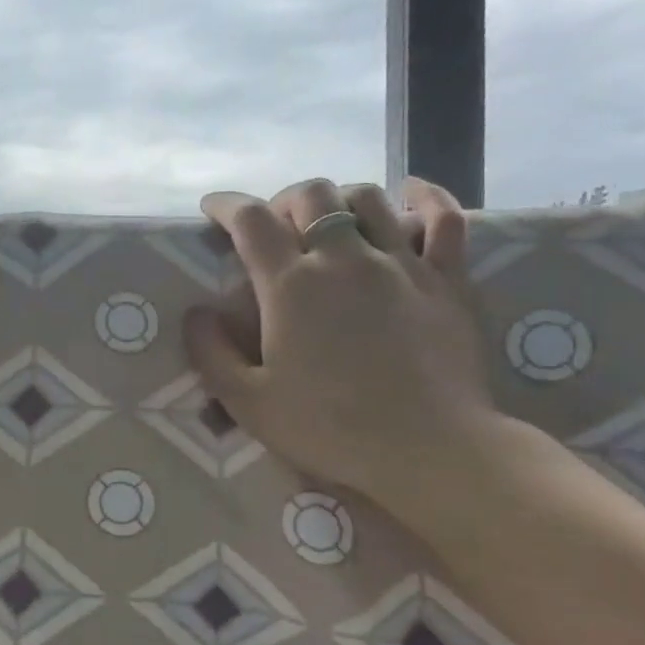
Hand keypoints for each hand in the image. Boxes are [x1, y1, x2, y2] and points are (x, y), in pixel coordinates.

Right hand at [184, 177, 498, 515]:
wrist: (428, 451)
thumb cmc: (329, 429)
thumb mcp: (248, 402)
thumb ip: (211, 353)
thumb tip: (197, 313)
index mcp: (291, 285)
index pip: (250, 220)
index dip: (226, 205)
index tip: (212, 208)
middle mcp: (344, 259)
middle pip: (311, 195)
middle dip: (283, 200)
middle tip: (275, 226)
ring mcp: (401, 264)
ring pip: (369, 198)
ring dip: (339, 198)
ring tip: (330, 220)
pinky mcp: (447, 280)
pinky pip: (444, 219)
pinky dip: (426, 198)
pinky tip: (412, 193)